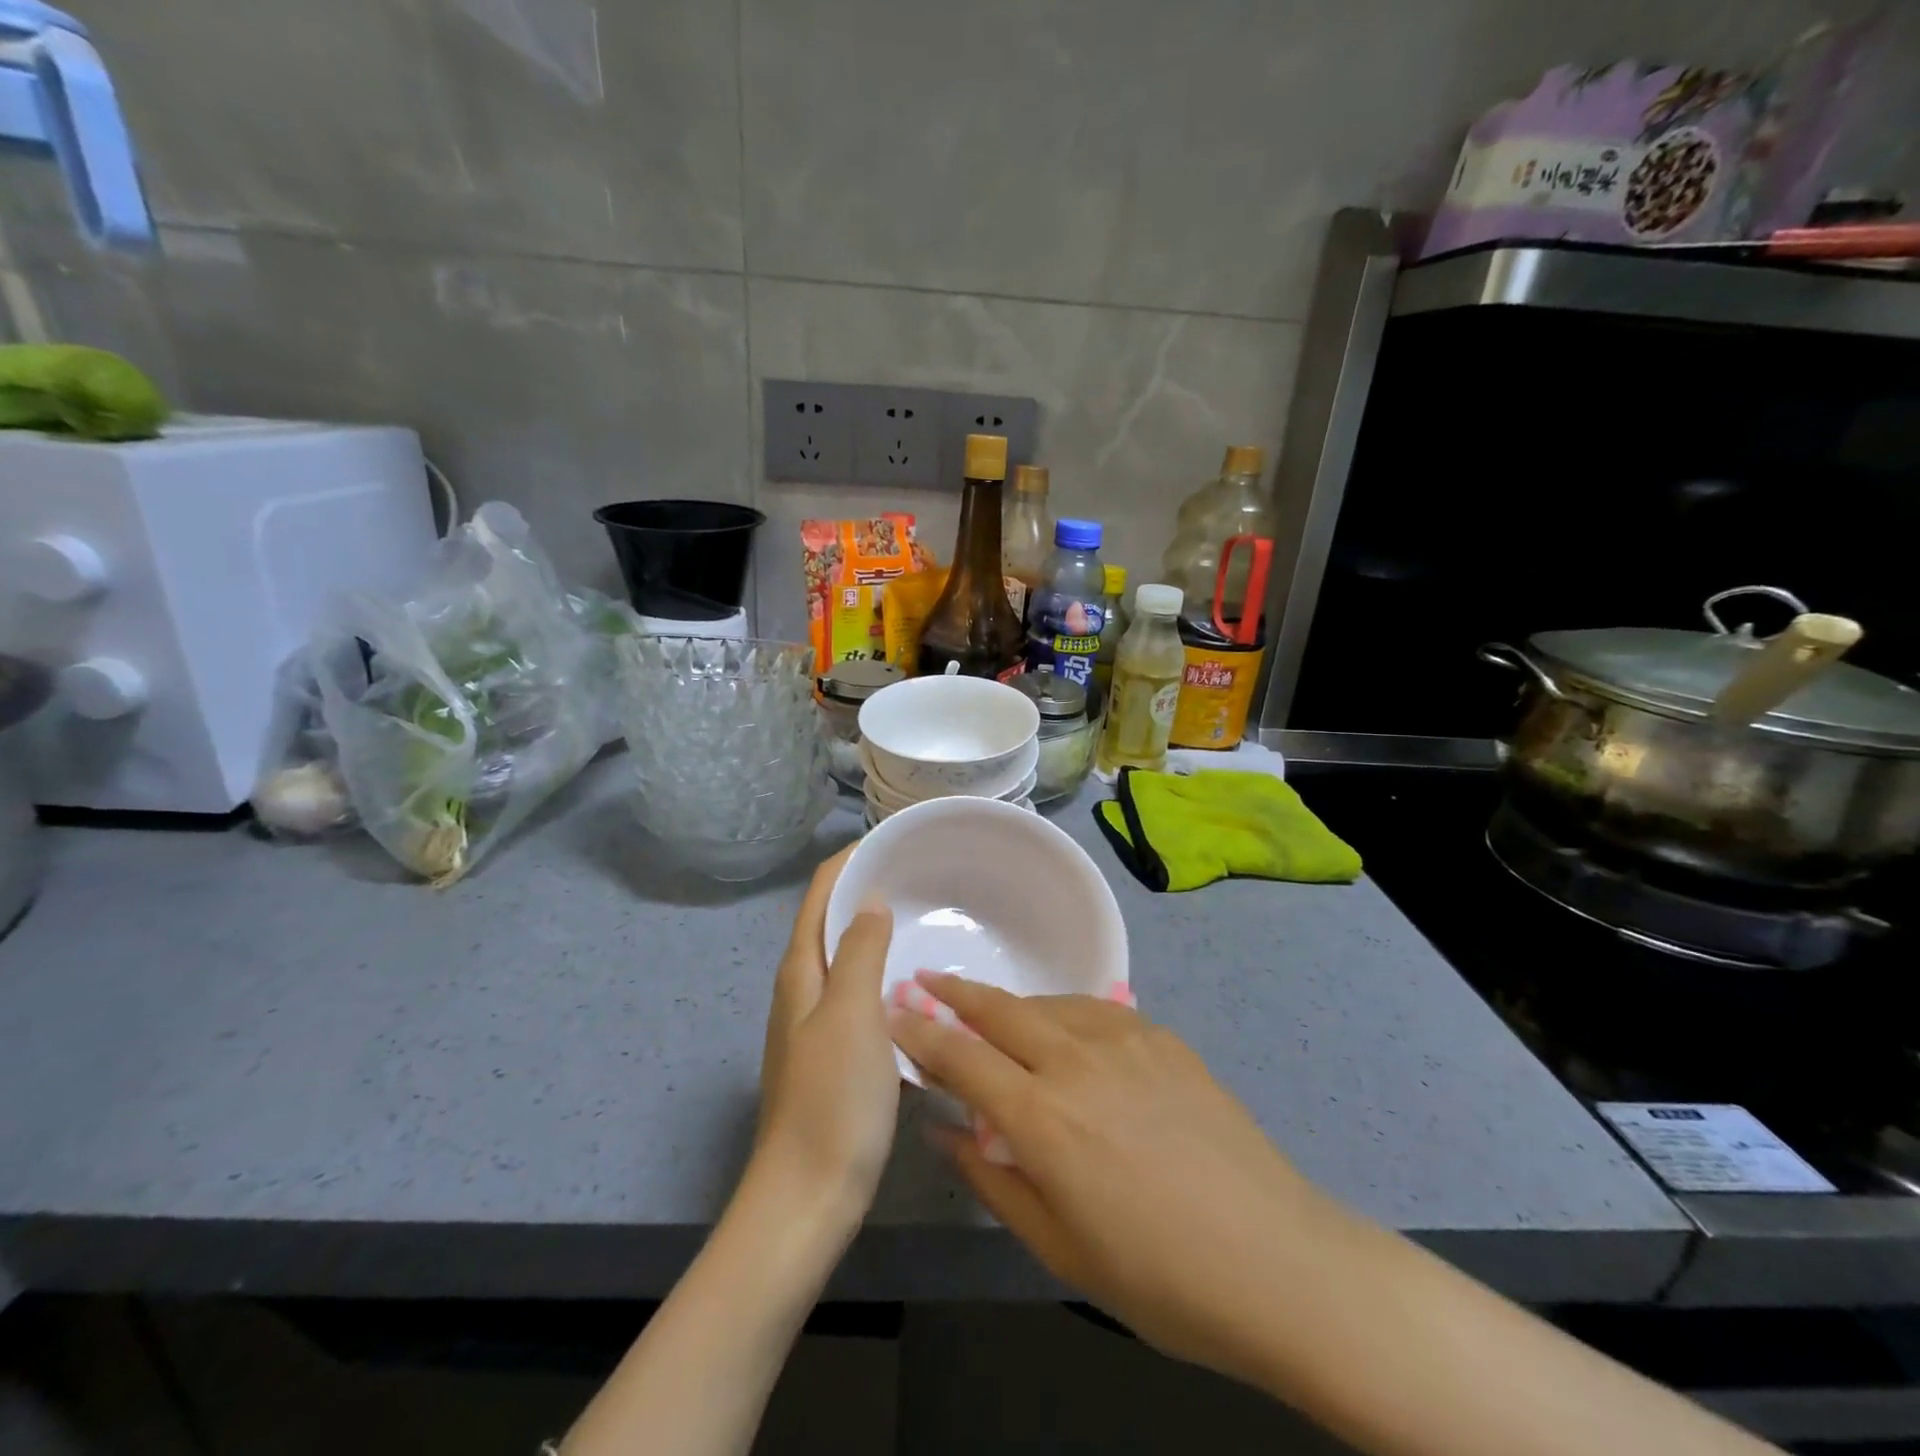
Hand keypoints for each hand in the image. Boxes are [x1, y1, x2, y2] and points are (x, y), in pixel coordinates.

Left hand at [756, 847, 898, 1221]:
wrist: (807, 1198)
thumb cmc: (832, 1099)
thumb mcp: (852, 1014)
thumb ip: (861, 951)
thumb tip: (870, 898)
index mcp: (800, 971)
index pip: (819, 894)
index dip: (848, 861)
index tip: (891, 841)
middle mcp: (802, 989)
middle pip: (830, 922)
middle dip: (866, 891)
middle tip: (920, 876)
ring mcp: (816, 1025)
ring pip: (848, 961)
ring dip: (878, 934)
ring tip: (925, 920)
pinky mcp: (834, 1056)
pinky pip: (862, 998)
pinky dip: (886, 978)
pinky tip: (918, 989)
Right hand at [889, 972, 1328, 1384]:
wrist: (1279, 1261)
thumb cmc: (1160, 1278)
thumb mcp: (1059, 1248)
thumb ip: (993, 1179)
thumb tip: (944, 1132)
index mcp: (1043, 1117)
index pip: (961, 1057)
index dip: (920, 1033)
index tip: (891, 1012)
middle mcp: (1076, 1060)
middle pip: (999, 1008)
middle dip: (955, 992)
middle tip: (926, 979)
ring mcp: (1125, 1040)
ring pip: (1047, 1002)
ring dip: (1010, 1004)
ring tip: (993, 1014)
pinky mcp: (1163, 1037)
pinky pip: (1094, 1010)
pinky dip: (1062, 1012)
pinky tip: (1065, 1031)